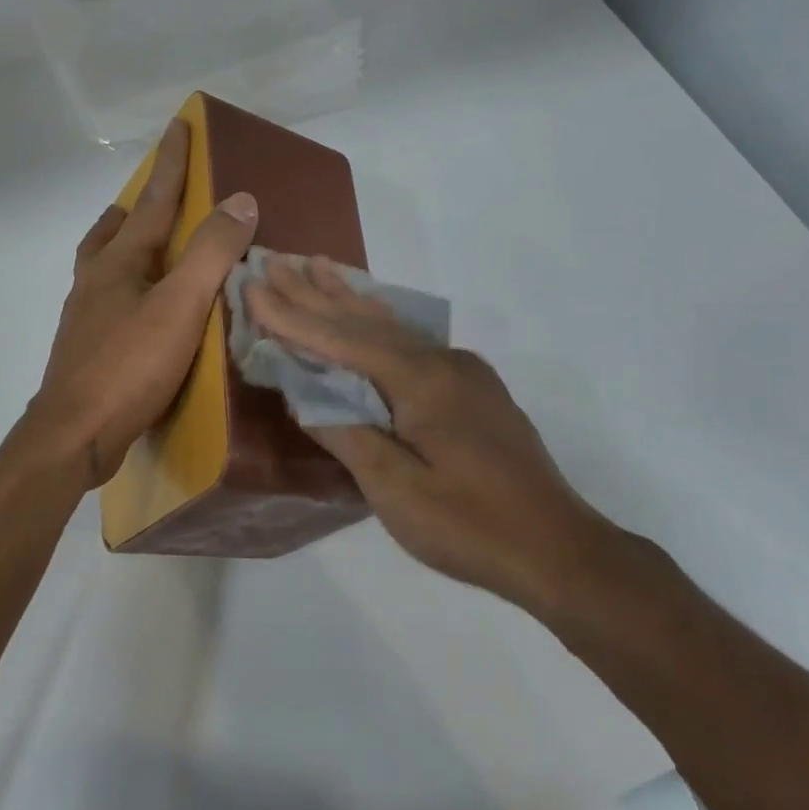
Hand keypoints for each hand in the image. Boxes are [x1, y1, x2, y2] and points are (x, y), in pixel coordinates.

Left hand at [30, 119, 258, 487]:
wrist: (73, 435)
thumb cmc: (128, 367)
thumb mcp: (179, 306)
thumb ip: (210, 253)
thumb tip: (241, 200)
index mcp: (118, 263)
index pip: (152, 201)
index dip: (171, 164)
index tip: (179, 126)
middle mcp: (94, 282)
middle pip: (110, 232)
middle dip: (132, 209)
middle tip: (152, 201)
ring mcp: (84, 319)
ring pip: (101, 268)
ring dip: (122, 250)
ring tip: (148, 254)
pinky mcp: (85, 353)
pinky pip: (106, 304)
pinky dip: (124, 292)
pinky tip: (140, 315)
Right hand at [244, 256, 616, 611]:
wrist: (556, 548)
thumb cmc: (469, 525)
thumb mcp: (396, 490)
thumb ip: (347, 434)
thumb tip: (306, 395)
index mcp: (422, 381)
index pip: (342, 340)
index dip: (292, 316)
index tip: (252, 287)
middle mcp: (443, 362)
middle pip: (366, 321)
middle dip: (315, 293)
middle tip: (275, 261)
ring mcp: (464, 373)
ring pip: (393, 327)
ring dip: (348, 299)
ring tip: (318, 266)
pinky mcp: (474, 391)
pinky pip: (412, 343)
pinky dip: (379, 323)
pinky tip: (373, 313)